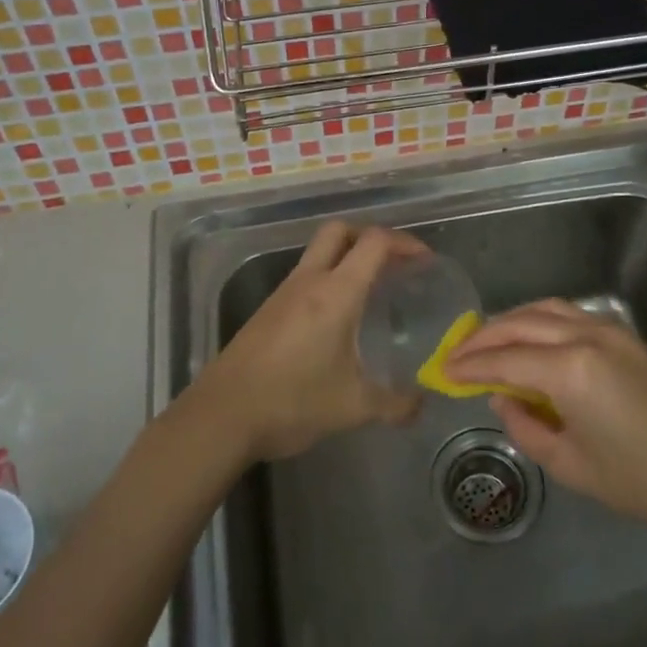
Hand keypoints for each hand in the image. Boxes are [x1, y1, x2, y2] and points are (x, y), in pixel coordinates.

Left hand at [187, 221, 423, 461]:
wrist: (222, 416)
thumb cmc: (292, 402)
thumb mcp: (353, 407)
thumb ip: (394, 405)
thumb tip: (421, 406)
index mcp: (336, 293)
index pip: (374, 243)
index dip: (404, 243)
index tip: (424, 260)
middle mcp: (309, 281)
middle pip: (339, 231)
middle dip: (370, 237)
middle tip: (393, 264)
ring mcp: (283, 293)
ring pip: (318, 253)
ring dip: (346, 258)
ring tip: (370, 291)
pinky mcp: (267, 310)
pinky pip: (304, 277)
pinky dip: (327, 280)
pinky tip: (335, 319)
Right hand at [443, 299, 646, 542]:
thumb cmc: (643, 483)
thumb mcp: (572, 466)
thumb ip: (525, 427)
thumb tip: (501, 397)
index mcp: (570, 369)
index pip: (504, 358)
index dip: (470, 365)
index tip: (442, 370)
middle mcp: (587, 335)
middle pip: (520, 323)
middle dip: (482, 337)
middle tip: (455, 354)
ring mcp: (610, 329)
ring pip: (544, 309)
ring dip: (510, 322)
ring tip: (486, 344)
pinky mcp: (626, 335)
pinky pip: (569, 315)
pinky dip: (538, 321)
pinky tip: (528, 342)